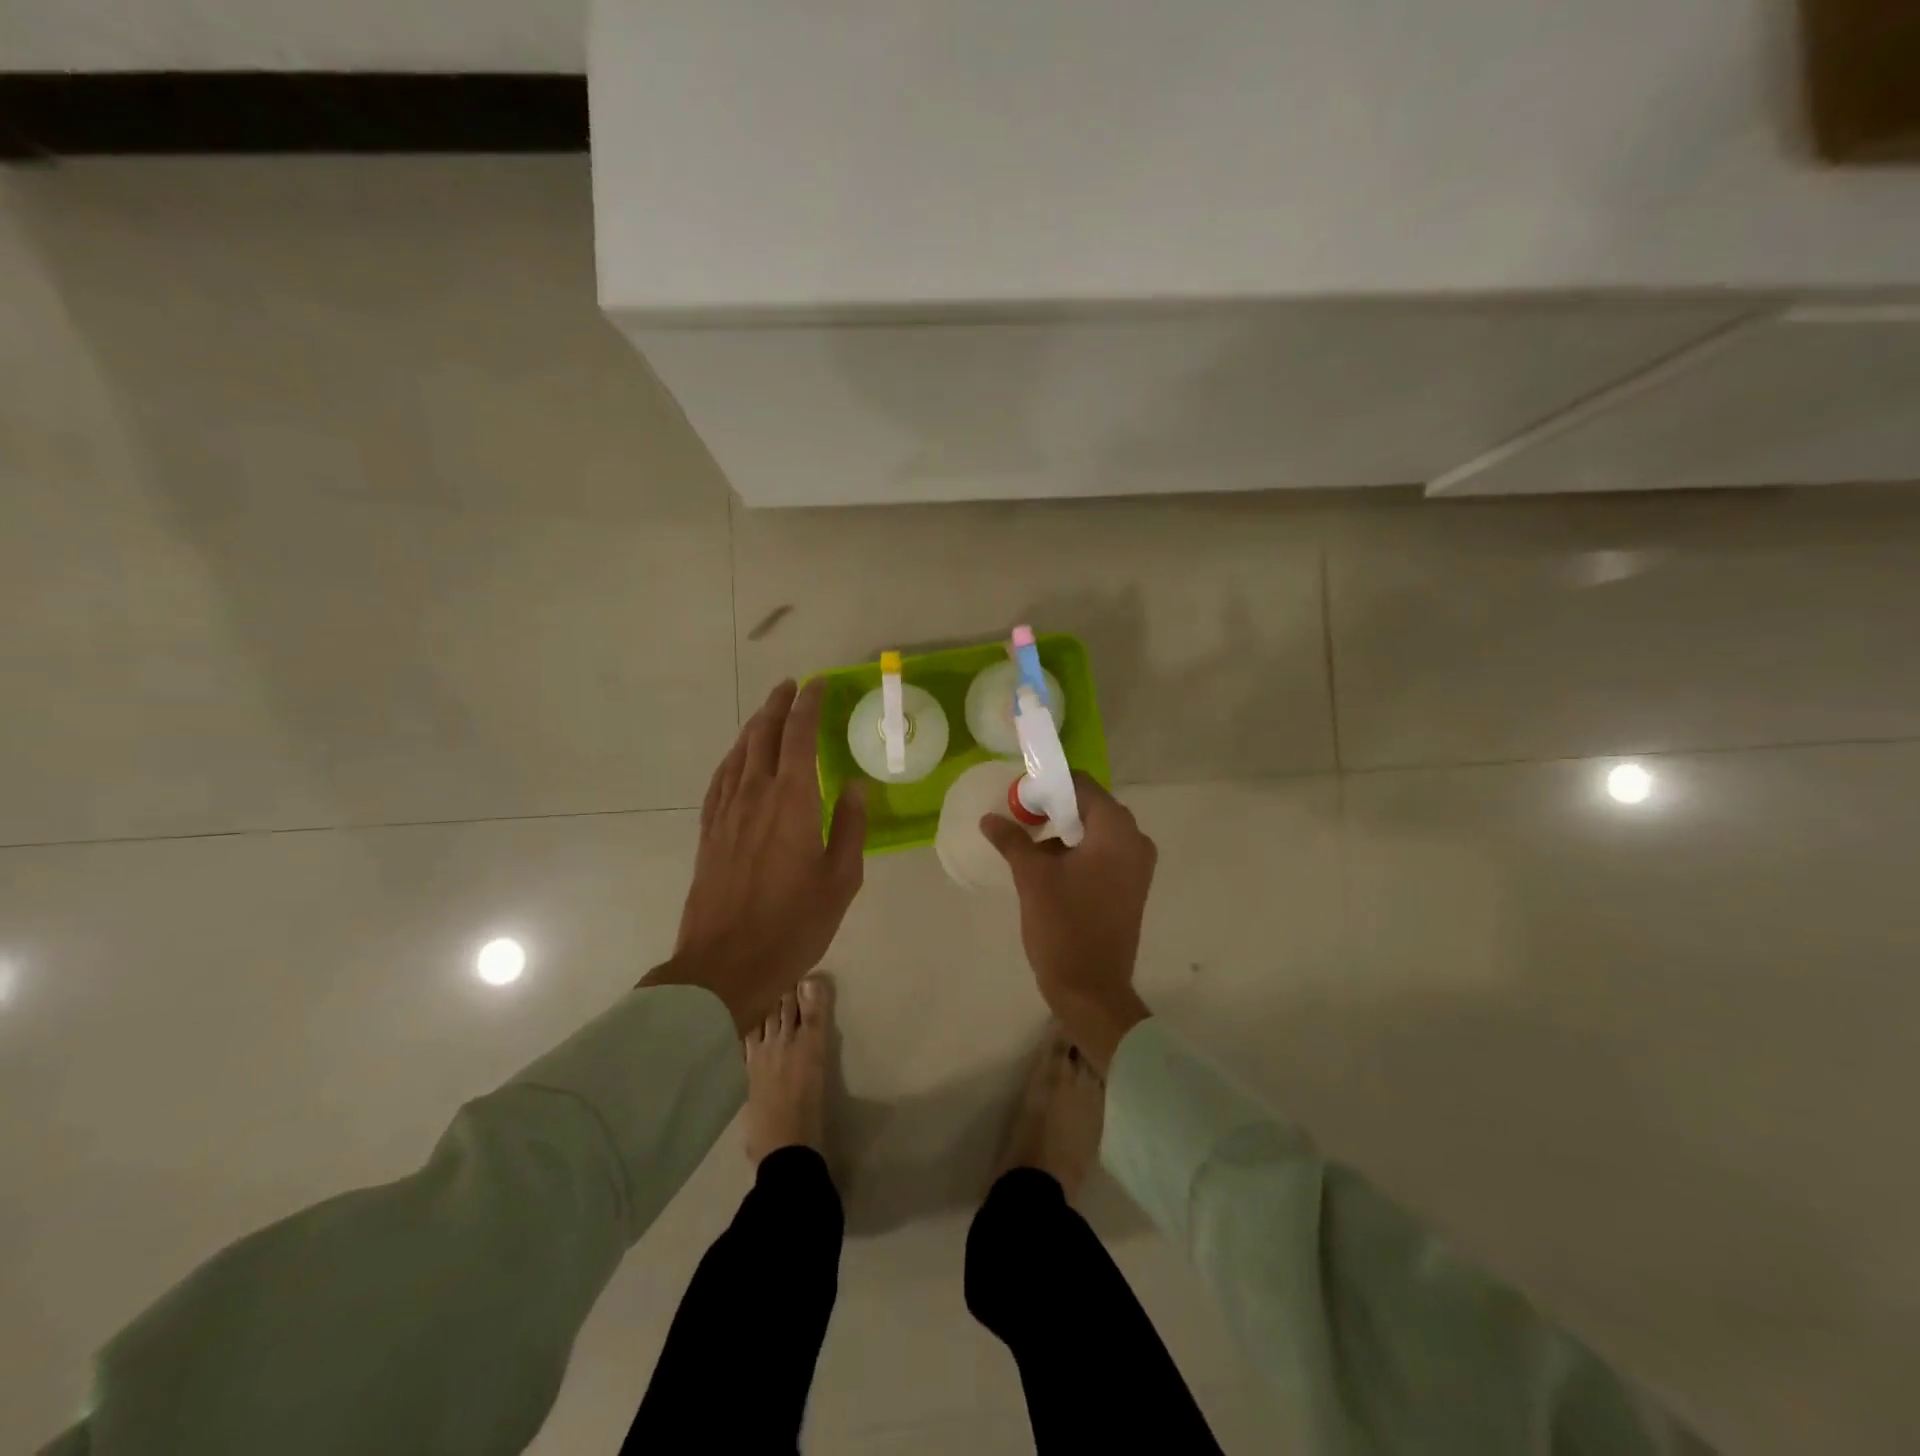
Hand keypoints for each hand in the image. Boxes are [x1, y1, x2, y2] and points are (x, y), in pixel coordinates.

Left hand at [645, 679, 865, 1032]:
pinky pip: (720, 779)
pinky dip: (733, 758)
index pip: (799, 736)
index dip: (808, 705)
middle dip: (779, 705)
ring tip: (769, 712)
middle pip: (764, 735)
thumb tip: (856, 785)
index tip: (818, 684)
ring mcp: (726, 812)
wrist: (725, 965)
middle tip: (792, 687)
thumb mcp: (840, 880)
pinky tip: (738, 758)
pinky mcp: (709, 831)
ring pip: (739, 753)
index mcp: (793, 801)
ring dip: (755, 726)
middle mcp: (755, 795)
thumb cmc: (794, 924)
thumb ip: (851, 827)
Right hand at [981, 773, 1156, 1071]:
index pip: (1082, 786)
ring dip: (1065, 832)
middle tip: (1020, 820)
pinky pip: (1104, 854)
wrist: (1092, 989)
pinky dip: (1078, 852)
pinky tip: (1049, 867)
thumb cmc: (1063, 925)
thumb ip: (1012, 840)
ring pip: (1096, 832)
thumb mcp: (1031, 877)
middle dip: (1055, 809)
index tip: (1020, 798)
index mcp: (1116, 830)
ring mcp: (1138, 866)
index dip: (1049, 786)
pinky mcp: (1132, 887)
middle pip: (1091, 807)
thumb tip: (989, 819)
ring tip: (1029, 844)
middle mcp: (1135, 840)